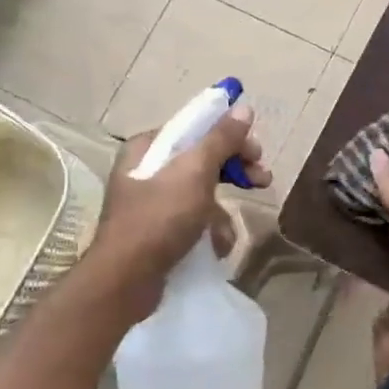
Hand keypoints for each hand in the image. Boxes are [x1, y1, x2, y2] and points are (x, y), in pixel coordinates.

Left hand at [84, 105, 269, 318]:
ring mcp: (153, 202)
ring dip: (223, 210)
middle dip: (234, 172)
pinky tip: (216, 246)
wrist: (126, 281)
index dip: (231, 136)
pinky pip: (194, 220)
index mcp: (149, 147)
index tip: (257, 152)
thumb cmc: (159, 219)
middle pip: (203, 159)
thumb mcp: (195, 172)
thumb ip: (221, 139)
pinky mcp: (159, 231)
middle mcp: (148, 169)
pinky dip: (209, 230)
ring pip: (203, 193)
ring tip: (229, 230)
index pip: (197, 128)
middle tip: (262, 180)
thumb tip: (243, 107)